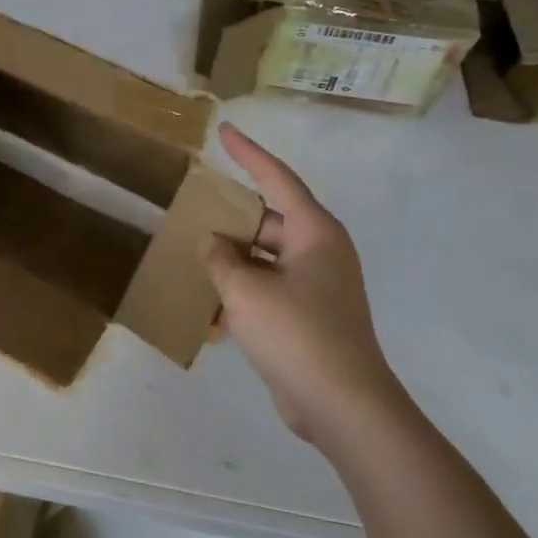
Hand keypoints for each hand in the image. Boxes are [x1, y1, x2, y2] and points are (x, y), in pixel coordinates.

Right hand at [204, 122, 402, 440]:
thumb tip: (213, 241)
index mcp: (315, 232)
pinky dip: (245, 287)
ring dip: (235, 256)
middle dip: (233, 217)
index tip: (224, 131)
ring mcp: (318, 285)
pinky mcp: (311, 315)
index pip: (277, 178)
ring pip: (267, 256)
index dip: (248, 153)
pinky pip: (271, 286)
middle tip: (194, 209)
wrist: (343, 406)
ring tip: (196, 252)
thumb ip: (221, 258)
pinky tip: (212, 299)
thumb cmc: (297, 334)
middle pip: (270, 220)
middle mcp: (321, 252)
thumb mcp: (245, 290)